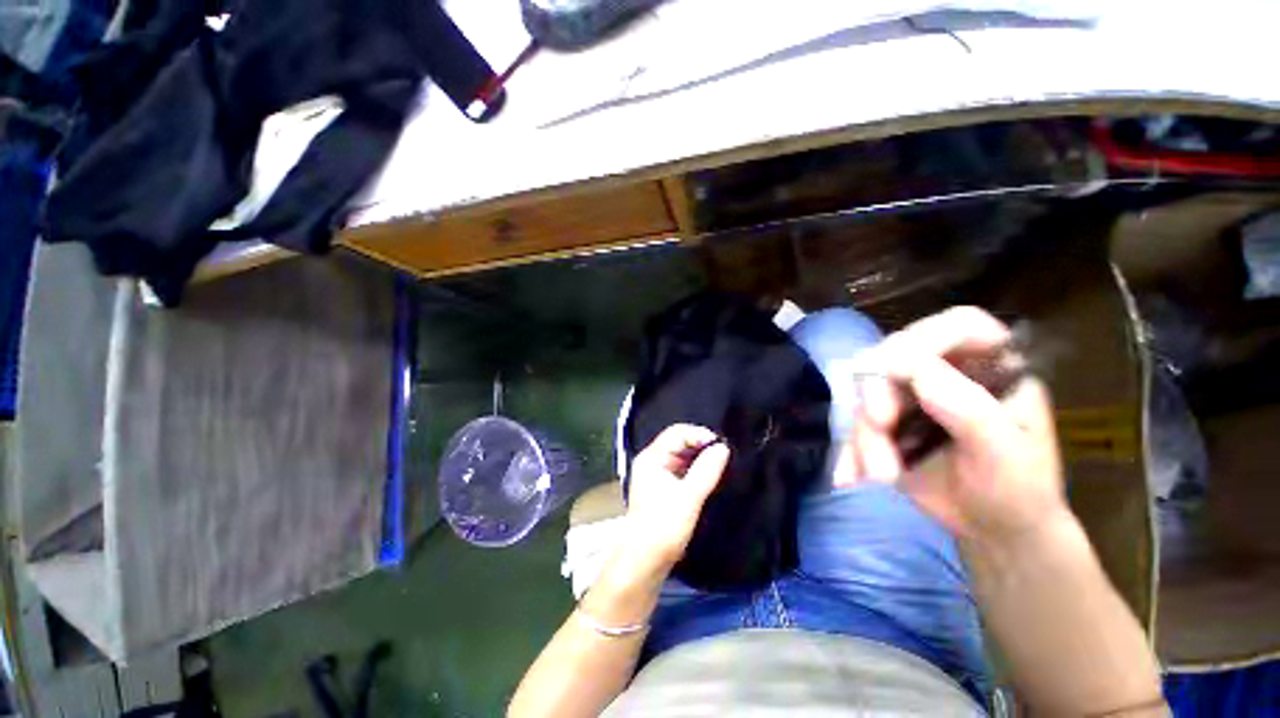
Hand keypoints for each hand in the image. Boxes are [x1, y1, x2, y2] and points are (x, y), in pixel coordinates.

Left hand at [622, 424, 730, 572]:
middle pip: (678, 442)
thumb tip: (723, 448)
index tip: (722, 445)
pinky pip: (682, 469)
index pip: (677, 433)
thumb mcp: (688, 498)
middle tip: (724, 453)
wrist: (643, 563)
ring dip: (700, 457)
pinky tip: (710, 475)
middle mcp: (652, 461)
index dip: (699, 435)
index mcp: (651, 458)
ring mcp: (657, 475)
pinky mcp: (663, 488)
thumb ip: (706, 471)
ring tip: (721, 462)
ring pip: (681, 456)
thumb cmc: (662, 528)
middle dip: (701, 445)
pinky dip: (696, 469)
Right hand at [841, 306, 1066, 545]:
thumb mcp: (1006, 456)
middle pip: (896, 357)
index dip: (925, 338)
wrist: (992, 530)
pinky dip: (849, 450)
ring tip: (880, 476)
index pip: (960, 326)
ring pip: (867, 394)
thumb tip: (914, 370)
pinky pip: (855, 424)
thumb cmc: (1018, 492)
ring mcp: (911, 397)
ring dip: (865, 433)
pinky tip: (848, 476)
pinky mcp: (886, 421)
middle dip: (879, 393)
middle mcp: (947, 373)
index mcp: (992, 367)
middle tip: (879, 426)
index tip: (895, 371)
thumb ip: (970, 411)